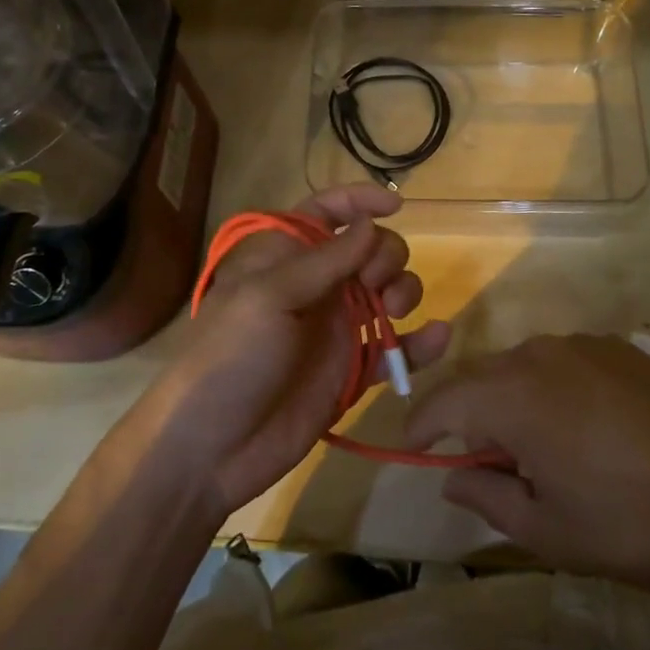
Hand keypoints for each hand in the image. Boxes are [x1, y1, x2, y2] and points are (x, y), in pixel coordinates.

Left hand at [148, 185, 450, 514]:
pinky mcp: (352, 371)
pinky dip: (420, 343)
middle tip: (373, 282)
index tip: (395, 205)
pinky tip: (439, 337)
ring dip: (405, 291)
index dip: (359, 200)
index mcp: (287, 257)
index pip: (327, 211)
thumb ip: (326, 260)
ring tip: (393, 311)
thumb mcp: (270, 297)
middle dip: (385, 254)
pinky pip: (396, 349)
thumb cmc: (230, 357)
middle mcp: (317, 286)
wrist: (210, 449)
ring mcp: (337, 329)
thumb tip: (370, 223)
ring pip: (388, 292)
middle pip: (370, 249)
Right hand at [404, 334, 649, 602]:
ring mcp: (581, 343)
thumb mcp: (547, 531)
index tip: (415, 447)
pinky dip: (553, 386)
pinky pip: (563, 360)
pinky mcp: (617, 345)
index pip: (445, 400)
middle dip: (470, 414)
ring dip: (514, 398)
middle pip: (482, 376)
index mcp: (512, 396)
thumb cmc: (629, 522)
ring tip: (541, 447)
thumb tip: (452, 478)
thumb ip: (488, 497)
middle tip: (486, 461)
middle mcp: (538, 353)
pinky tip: (586, 426)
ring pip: (522, 365)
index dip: (422, 423)